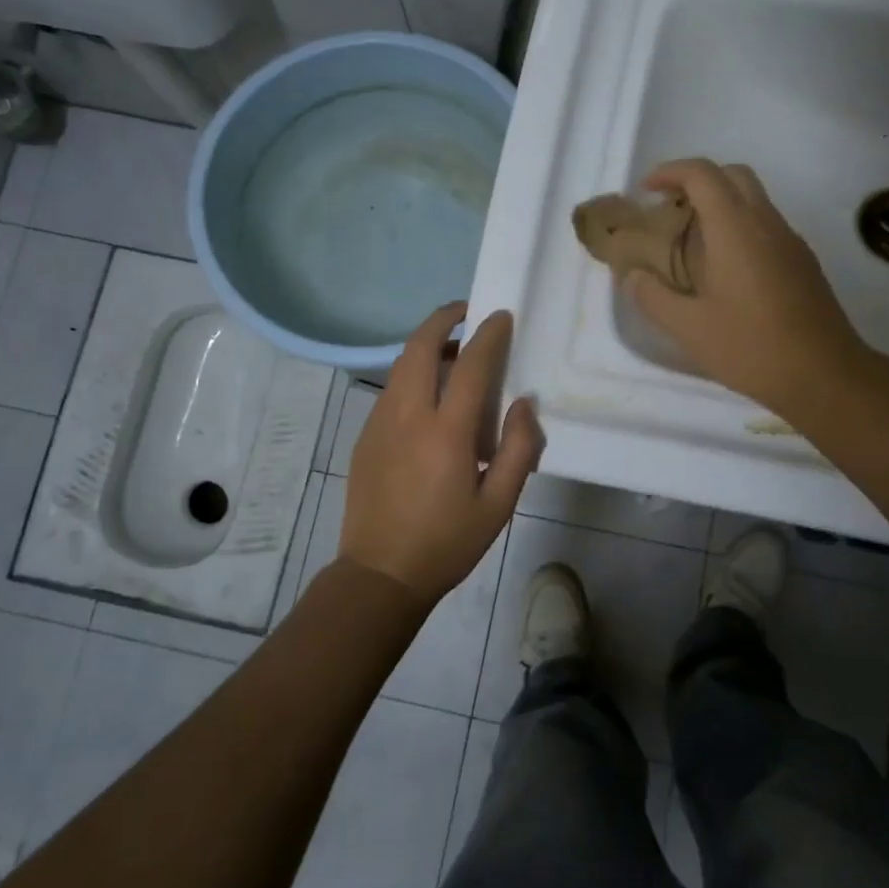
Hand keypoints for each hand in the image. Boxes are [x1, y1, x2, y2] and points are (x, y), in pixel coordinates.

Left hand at [340, 304, 543, 602]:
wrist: (380, 574)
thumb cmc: (446, 543)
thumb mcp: (498, 505)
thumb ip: (518, 449)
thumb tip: (523, 405)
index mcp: (445, 433)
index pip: (469, 365)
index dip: (488, 335)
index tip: (501, 316)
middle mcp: (407, 416)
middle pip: (419, 347)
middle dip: (442, 319)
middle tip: (467, 313)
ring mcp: (379, 423)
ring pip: (400, 365)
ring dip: (425, 346)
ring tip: (452, 354)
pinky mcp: (365, 436)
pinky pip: (391, 389)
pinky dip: (411, 374)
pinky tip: (429, 397)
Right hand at [622, 160, 874, 419]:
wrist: (825, 375)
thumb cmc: (751, 347)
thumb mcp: (688, 328)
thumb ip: (653, 297)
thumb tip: (633, 276)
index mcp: (735, 229)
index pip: (702, 174)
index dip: (670, 171)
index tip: (646, 190)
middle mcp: (766, 223)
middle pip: (733, 175)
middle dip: (698, 181)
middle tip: (670, 209)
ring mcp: (790, 241)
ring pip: (754, 200)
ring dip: (720, 205)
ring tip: (691, 242)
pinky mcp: (803, 262)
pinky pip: (766, 226)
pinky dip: (739, 228)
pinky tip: (724, 270)